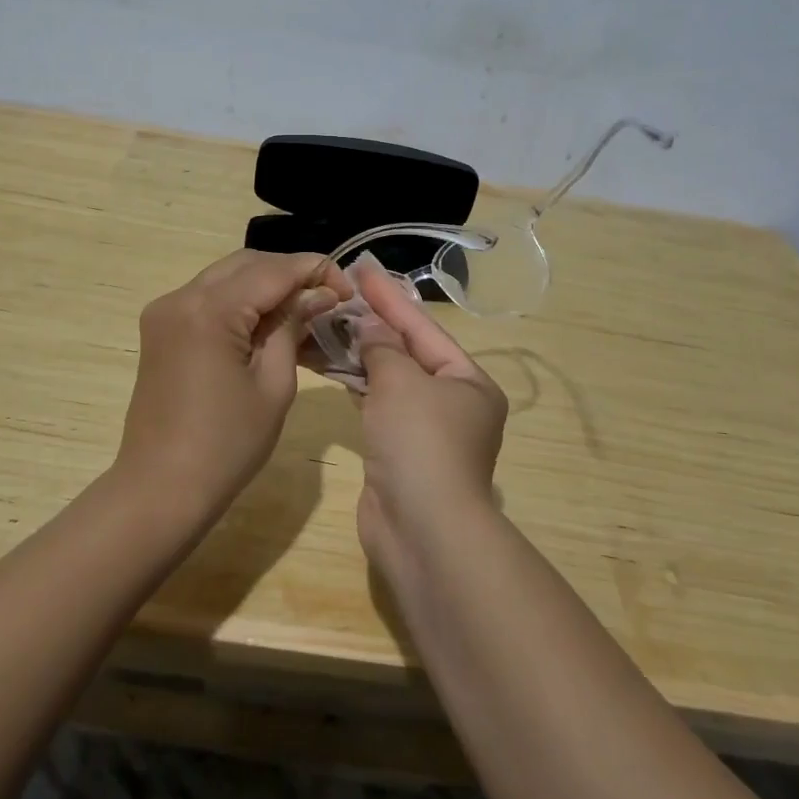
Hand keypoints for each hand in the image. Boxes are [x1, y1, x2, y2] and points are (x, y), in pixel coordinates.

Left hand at [116, 250, 351, 509]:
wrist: (161, 488)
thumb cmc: (227, 445)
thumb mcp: (274, 384)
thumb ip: (292, 326)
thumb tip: (318, 294)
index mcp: (208, 310)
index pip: (272, 270)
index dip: (315, 270)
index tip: (348, 287)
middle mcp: (180, 297)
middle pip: (246, 264)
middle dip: (290, 273)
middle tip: (328, 297)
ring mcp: (165, 312)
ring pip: (226, 277)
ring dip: (266, 285)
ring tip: (305, 309)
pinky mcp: (161, 329)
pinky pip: (208, 299)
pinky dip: (240, 302)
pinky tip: (269, 323)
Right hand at [340, 256, 508, 564]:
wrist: (422, 530)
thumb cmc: (421, 443)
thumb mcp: (402, 383)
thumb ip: (383, 348)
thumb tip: (369, 325)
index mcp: (468, 382)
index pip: (424, 328)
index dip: (390, 298)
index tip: (362, 269)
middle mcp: (454, 403)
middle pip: (409, 353)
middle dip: (375, 324)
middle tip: (341, 293)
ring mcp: (426, 431)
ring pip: (391, 381)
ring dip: (362, 355)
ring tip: (329, 323)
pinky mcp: (400, 453)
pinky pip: (378, 406)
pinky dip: (358, 386)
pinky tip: (334, 367)